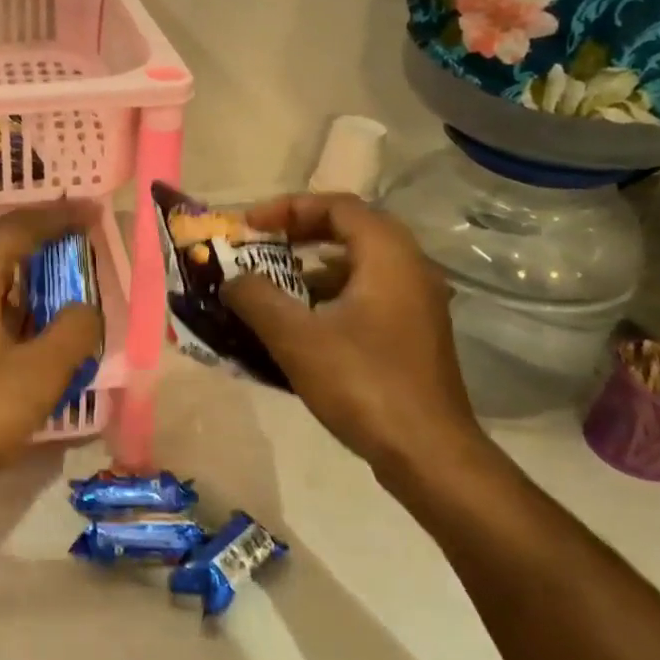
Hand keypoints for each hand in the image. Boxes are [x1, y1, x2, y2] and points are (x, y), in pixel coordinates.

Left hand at [0, 201, 104, 501]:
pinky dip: (9, 308)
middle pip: (2, 247)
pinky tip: (27, 333)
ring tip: (63, 289)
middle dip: (44, 245)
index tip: (94, 212)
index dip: (62, 217)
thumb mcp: (40, 372)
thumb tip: (84, 308)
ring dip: (26, 280)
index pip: (23, 226)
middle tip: (82, 248)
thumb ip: (74, 330)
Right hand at [221, 192, 487, 488]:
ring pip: (359, 265)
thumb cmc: (362, 384)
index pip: (337, 206)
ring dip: (313, 267)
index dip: (288, 208)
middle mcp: (410, 268)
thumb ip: (256, 298)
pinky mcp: (413, 333)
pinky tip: (301, 324)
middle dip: (299, 233)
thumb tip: (232, 280)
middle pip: (350, 229)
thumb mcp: (296, 338)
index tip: (249, 226)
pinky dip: (331, 295)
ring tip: (273, 285)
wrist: (427, 452)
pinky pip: (367, 294)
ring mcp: (416, 303)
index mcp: (388, 255)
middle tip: (261, 246)